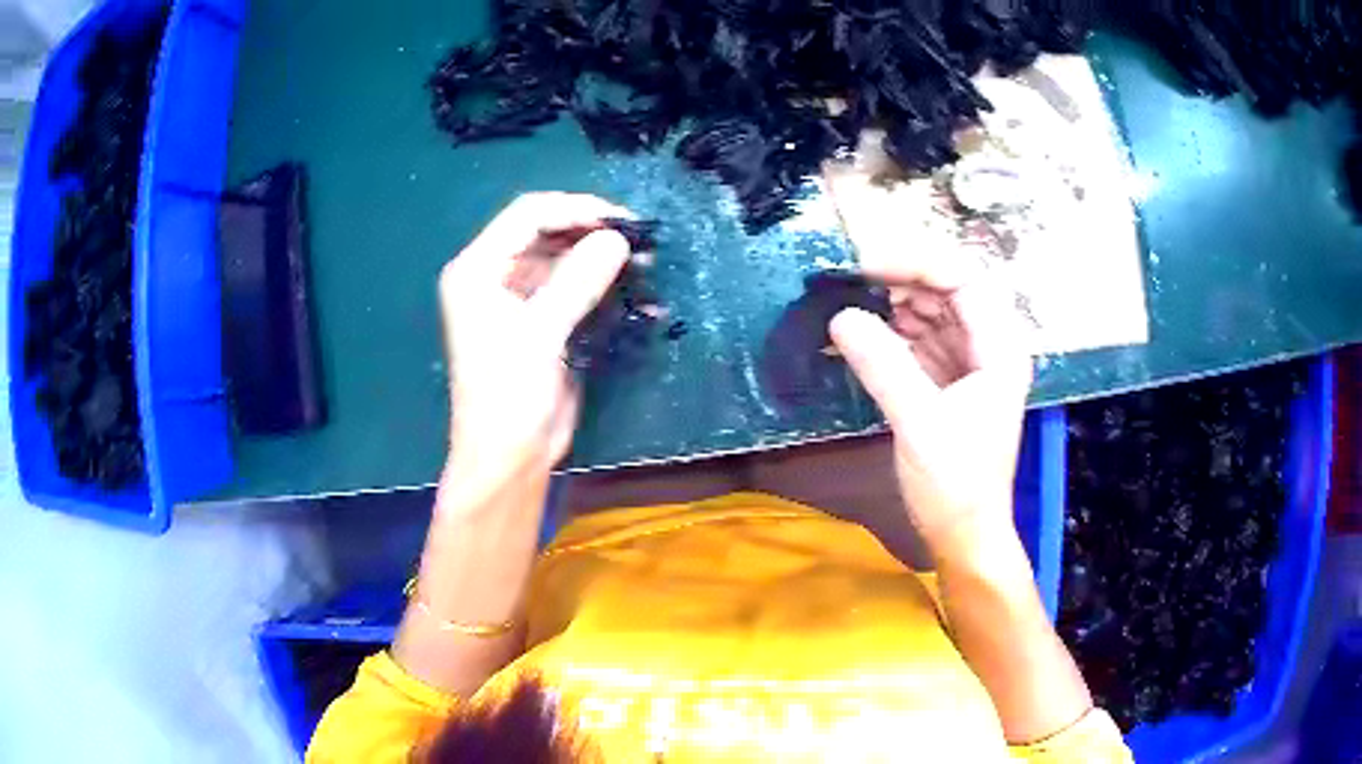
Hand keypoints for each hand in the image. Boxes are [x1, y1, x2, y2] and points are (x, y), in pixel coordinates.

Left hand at [438, 193, 632, 494]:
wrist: (510, 456)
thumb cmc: (510, 394)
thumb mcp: (540, 333)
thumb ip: (577, 281)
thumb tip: (617, 239)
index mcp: (477, 270)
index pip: (527, 216)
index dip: (575, 209)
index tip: (621, 219)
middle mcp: (494, 276)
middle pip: (546, 233)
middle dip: (592, 232)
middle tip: (639, 238)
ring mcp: (518, 299)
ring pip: (564, 259)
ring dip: (602, 258)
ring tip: (644, 260)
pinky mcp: (541, 321)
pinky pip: (574, 288)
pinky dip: (603, 286)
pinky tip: (635, 288)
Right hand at [830, 271, 1032, 566]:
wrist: (962, 535)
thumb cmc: (955, 484)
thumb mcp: (919, 422)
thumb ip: (882, 364)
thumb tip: (839, 317)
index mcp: (999, 347)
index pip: (961, 279)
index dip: (913, 264)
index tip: (862, 268)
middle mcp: (988, 346)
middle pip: (943, 291)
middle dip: (895, 284)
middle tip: (844, 286)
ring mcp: (967, 364)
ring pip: (928, 315)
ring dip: (887, 309)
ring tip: (842, 309)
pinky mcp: (946, 383)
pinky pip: (916, 344)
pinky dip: (886, 338)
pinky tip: (853, 340)